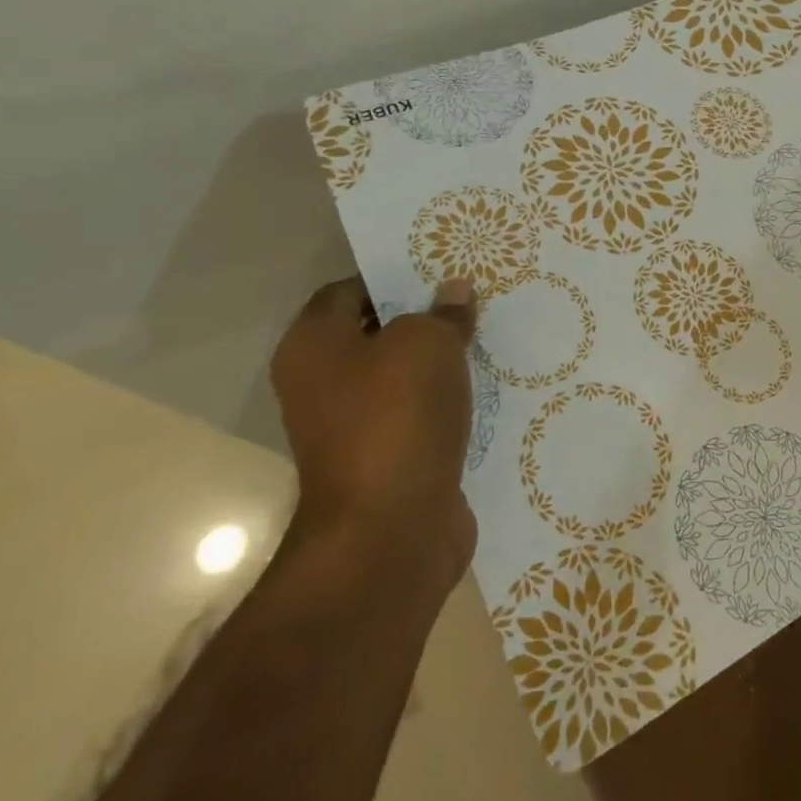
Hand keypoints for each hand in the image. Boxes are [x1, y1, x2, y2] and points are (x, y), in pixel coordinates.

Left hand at [269, 276, 479, 590]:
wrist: (391, 530)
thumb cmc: (396, 417)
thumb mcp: (427, 344)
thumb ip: (442, 313)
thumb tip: (454, 292)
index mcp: (313, 347)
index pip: (347, 291)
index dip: (391, 276)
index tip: (440, 270)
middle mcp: (322, 385)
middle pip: (375, 333)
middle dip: (423, 316)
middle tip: (472, 298)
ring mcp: (353, 427)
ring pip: (401, 376)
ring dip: (439, 361)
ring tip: (486, 335)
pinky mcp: (387, 459)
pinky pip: (419, 414)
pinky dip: (447, 401)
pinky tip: (486, 385)